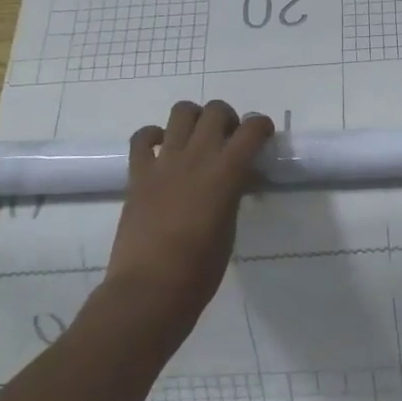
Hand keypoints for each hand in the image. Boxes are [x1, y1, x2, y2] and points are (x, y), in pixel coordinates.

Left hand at [93, 100, 273, 349]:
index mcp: (226, 172)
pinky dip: (154, 136)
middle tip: (229, 140)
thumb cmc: (201, 270)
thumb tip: (237, 179)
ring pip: (181, 111)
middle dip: (228, 118)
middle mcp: (196, 156)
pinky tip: (163, 151)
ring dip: (194, 118)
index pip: (252, 129)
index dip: (262, 126)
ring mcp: (164, 162)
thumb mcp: (230, 227)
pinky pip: (143, 138)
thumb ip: (233, 193)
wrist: (150, 290)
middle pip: (215, 111)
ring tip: (197, 139)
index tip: (263, 137)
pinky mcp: (138, 174)